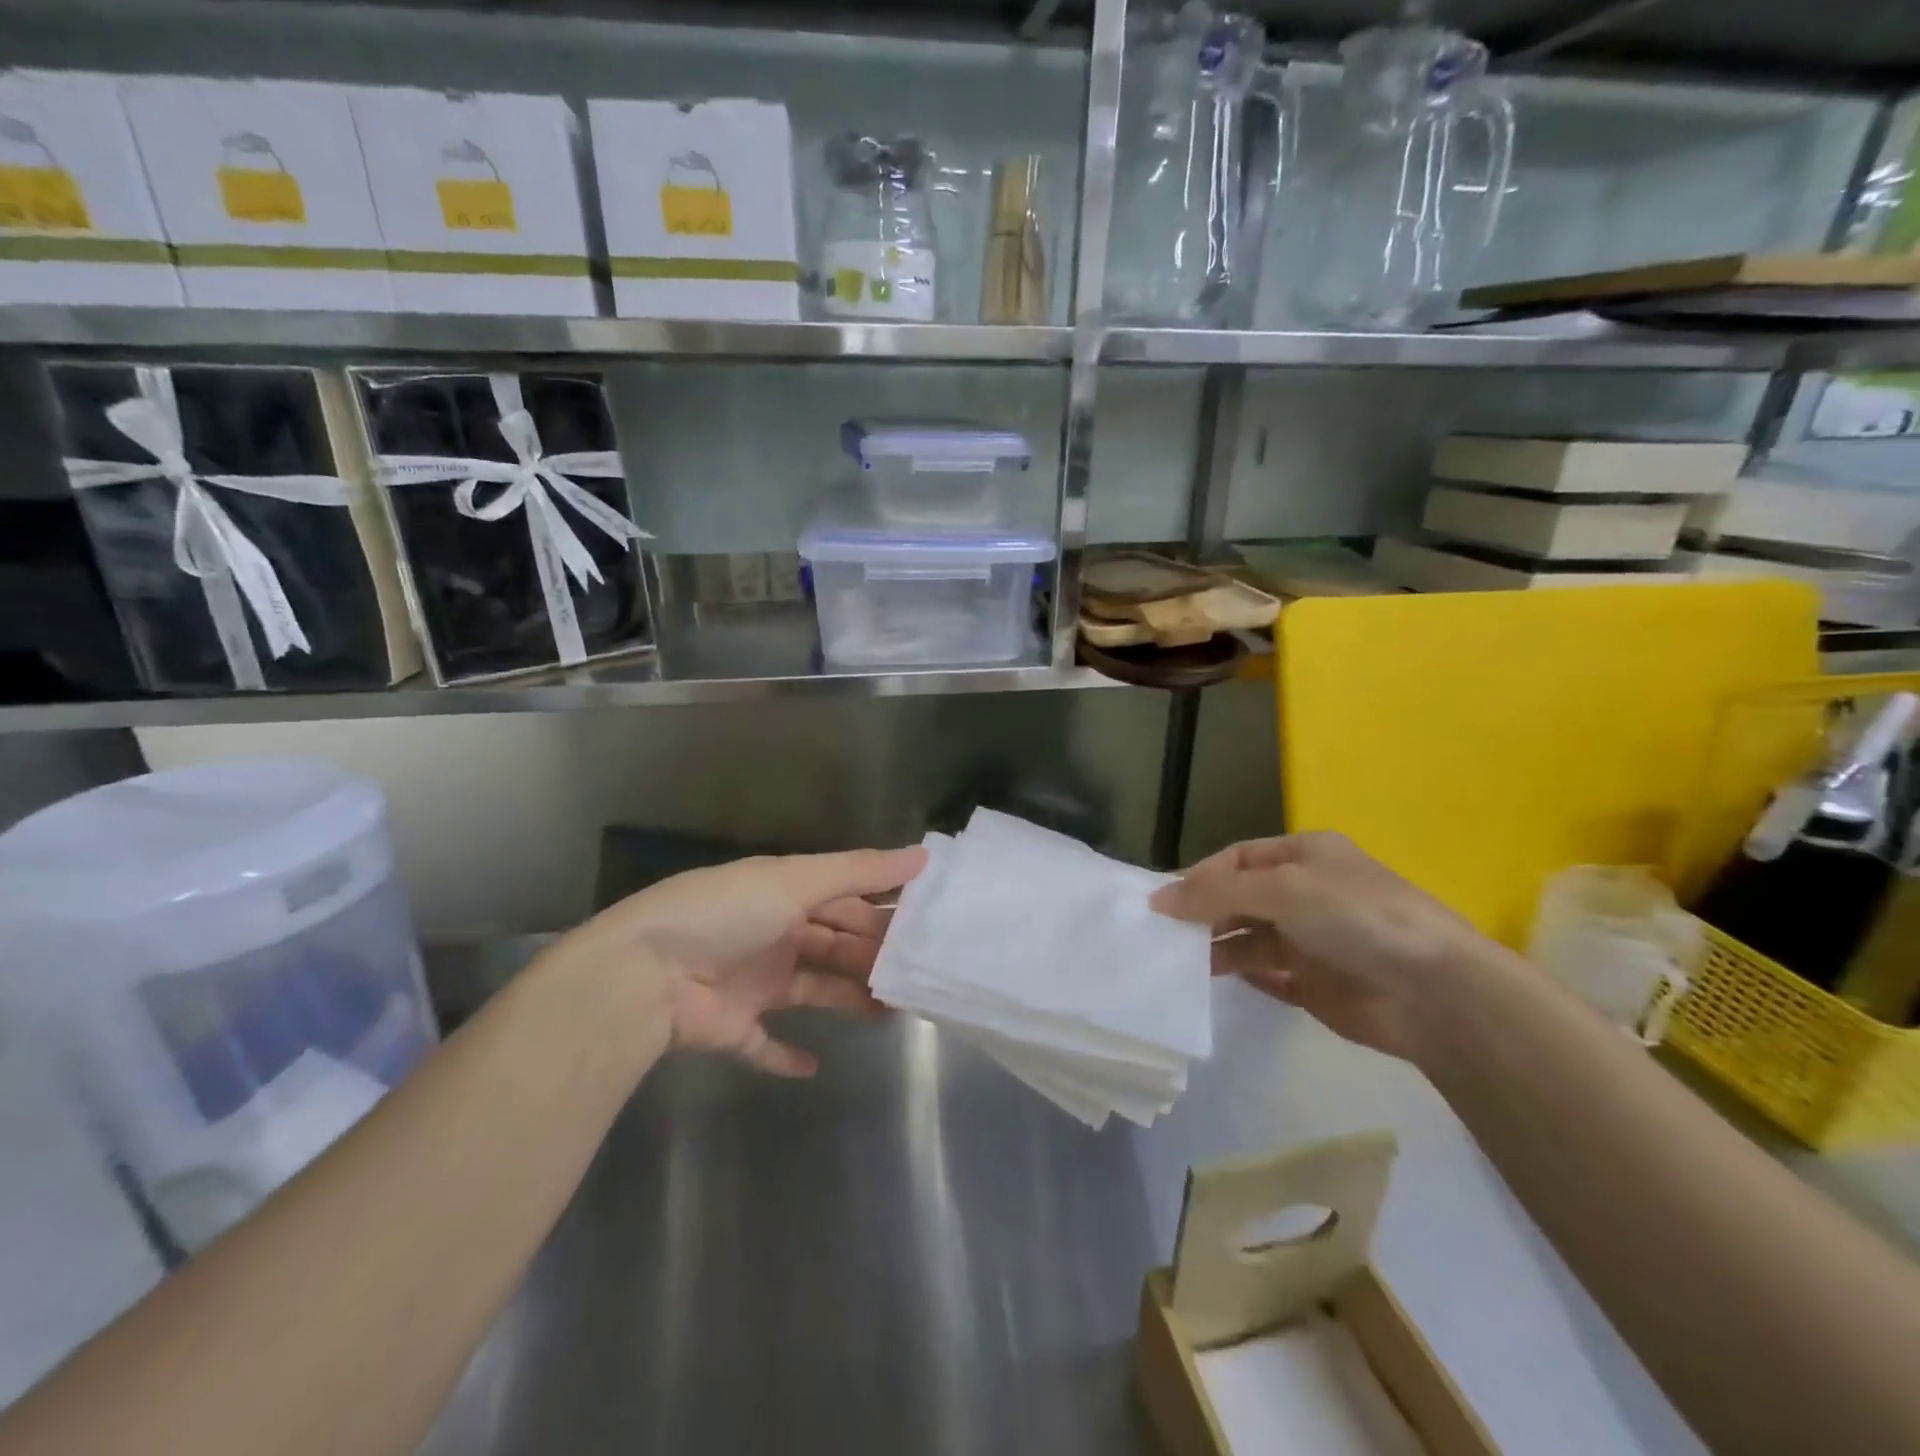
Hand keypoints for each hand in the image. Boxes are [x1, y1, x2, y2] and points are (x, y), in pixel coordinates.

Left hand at [552, 846, 926, 1076]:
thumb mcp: (794, 881)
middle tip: (920, 974)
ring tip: (893, 1013)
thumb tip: (923, 855)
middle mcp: (773, 933)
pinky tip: (814, 1067)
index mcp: (785, 894)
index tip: (928, 925)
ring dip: (849, 1000)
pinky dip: (786, 1056)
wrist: (643, 976)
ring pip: (815, 989)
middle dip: (874, 956)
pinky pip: (765, 1044)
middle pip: (835, 944)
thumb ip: (858, 871)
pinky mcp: (734, 1027)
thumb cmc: (725, 915)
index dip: (883, 910)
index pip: (845, 899)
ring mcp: (753, 982)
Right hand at [1150, 832, 1504, 1059]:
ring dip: (1215, 946)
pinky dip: (1241, 975)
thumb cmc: (1356, 919)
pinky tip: (1213, 981)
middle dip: (1202, 913)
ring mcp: (1310, 940)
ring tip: (1178, 963)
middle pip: (1239, 898)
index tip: (1162, 904)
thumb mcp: (1283, 889)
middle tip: (1162, 936)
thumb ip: (1216, 893)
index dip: (1199, 877)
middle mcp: (1305, 893)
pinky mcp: (1315, 983)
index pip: (1236, 859)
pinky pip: (1265, 975)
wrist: (1435, 993)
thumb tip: (1157, 899)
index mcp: (1304, 856)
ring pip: (1247, 937)